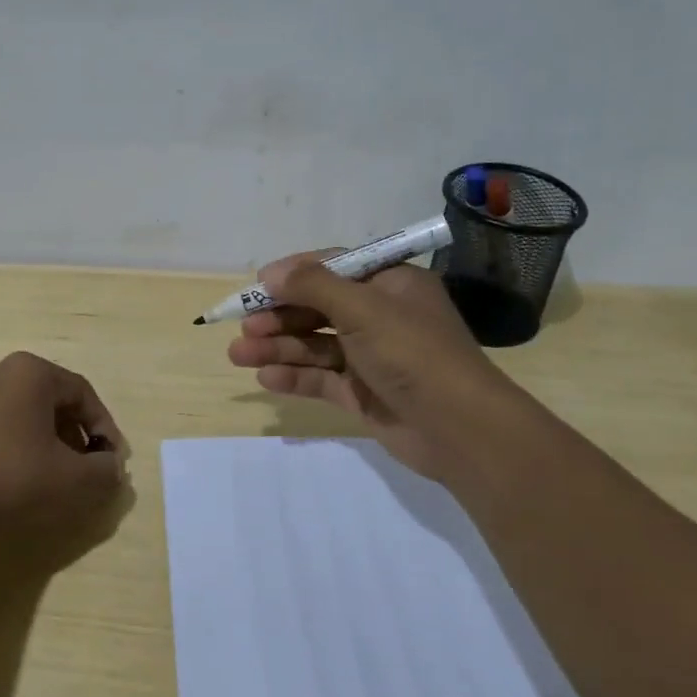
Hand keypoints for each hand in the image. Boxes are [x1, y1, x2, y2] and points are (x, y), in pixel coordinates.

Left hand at [0, 352, 127, 537]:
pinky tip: (18, 476)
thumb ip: (103, 471)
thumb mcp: (70, 478)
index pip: (83, 394)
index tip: (111, 461)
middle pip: (53, 400)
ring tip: (54, 476)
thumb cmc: (9, 475)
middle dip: (75, 436)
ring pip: (25, 412)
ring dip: (48, 441)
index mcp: (31, 371)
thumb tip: (112, 468)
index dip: (104, 428)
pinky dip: (18, 444)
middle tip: (85, 469)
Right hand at [226, 252, 507, 479]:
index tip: (257, 285)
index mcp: (390, 285)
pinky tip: (265, 379)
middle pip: (319, 308)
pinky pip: (322, 379)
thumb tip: (270, 274)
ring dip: (278, 348)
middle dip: (279, 316)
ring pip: (315, 345)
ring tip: (238, 355)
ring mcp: (371, 357)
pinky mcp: (363, 393)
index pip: (334, 268)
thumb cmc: (413, 353)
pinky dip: (294, 377)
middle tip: (244, 327)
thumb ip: (313, 287)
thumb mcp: (363, 308)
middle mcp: (380, 316)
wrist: (459, 429)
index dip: (294, 274)